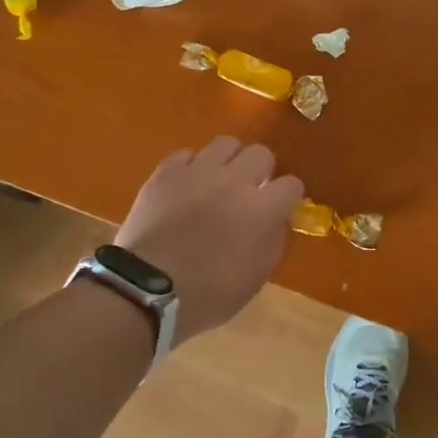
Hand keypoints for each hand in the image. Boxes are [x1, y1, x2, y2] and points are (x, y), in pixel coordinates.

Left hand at [115, 136, 303, 343]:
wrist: (145, 290)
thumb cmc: (207, 294)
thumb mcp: (254, 279)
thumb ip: (273, 243)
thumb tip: (278, 220)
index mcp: (261, 209)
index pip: (291, 185)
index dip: (289, 196)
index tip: (281, 208)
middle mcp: (234, 180)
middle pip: (261, 153)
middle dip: (261, 170)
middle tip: (251, 190)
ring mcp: (198, 172)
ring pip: (225, 143)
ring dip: (229, 160)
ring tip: (220, 179)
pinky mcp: (166, 172)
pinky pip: (187, 154)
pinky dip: (192, 166)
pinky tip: (188, 183)